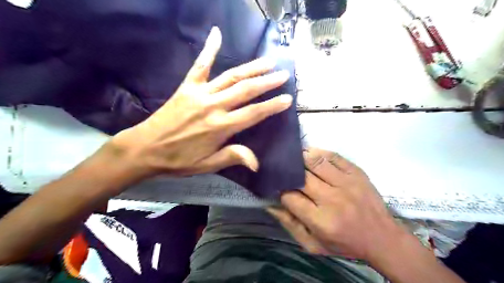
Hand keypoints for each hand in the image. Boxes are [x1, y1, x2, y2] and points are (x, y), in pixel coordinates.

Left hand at [111, 27, 291, 178]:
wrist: (145, 148)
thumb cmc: (179, 160)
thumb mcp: (207, 165)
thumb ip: (232, 157)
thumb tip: (256, 164)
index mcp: (221, 127)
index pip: (254, 113)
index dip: (272, 106)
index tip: (287, 98)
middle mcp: (214, 106)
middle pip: (246, 90)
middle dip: (267, 82)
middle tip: (283, 74)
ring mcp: (200, 93)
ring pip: (231, 76)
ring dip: (251, 67)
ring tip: (268, 61)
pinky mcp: (187, 86)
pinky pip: (200, 64)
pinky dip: (208, 48)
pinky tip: (217, 33)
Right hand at [270, 149, 406, 260]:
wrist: (382, 237)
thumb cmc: (344, 243)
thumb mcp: (313, 245)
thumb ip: (290, 225)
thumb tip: (270, 205)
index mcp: (321, 220)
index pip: (290, 197)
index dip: (280, 190)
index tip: (277, 187)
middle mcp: (332, 199)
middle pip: (301, 177)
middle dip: (288, 172)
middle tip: (282, 170)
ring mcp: (346, 183)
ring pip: (315, 162)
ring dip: (300, 158)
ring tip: (293, 158)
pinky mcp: (356, 172)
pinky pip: (333, 156)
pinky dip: (318, 153)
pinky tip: (310, 154)